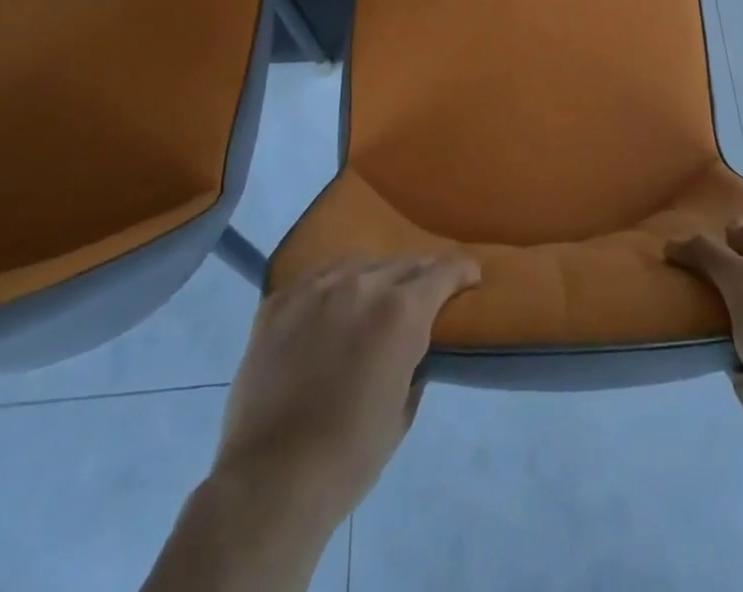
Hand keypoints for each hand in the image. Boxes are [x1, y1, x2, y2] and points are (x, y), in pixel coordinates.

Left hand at [214, 255, 481, 527]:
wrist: (271, 480)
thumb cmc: (350, 455)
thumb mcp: (403, 410)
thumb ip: (414, 364)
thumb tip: (412, 350)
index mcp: (401, 311)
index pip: (443, 271)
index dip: (461, 271)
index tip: (470, 276)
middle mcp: (362, 285)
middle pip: (402, 263)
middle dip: (420, 275)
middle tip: (424, 291)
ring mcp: (316, 289)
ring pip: (358, 265)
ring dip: (374, 278)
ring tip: (373, 297)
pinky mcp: (278, 302)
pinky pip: (315, 279)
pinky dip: (331, 289)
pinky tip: (329, 306)